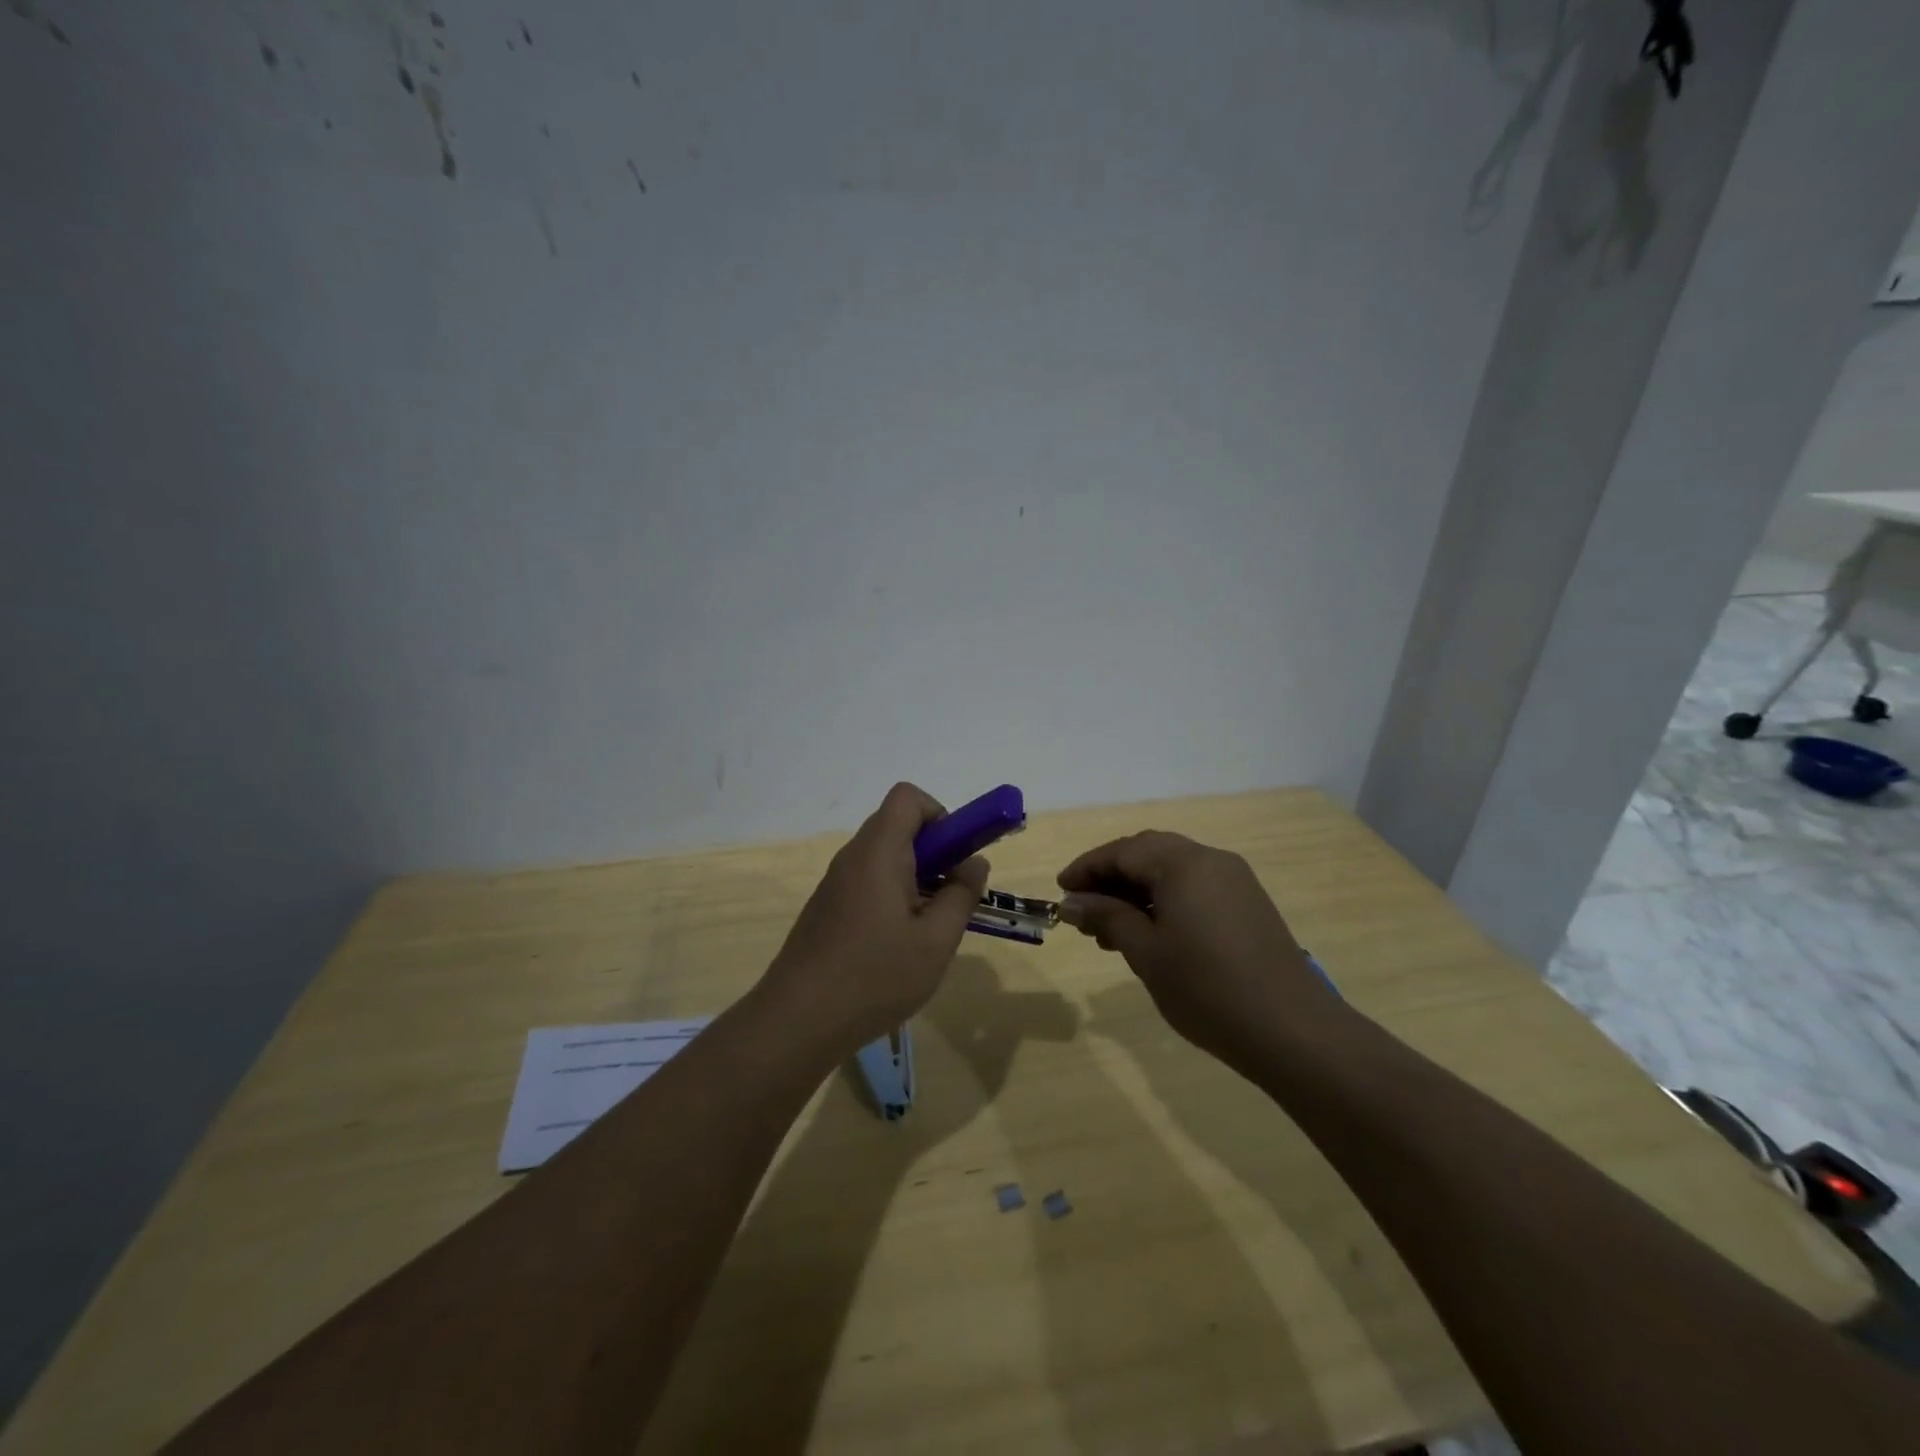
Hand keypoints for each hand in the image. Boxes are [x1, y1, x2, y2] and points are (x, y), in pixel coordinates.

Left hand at [762, 783, 988, 1053]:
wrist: (797, 1021)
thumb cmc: (874, 977)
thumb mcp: (935, 941)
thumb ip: (961, 895)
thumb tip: (974, 862)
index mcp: (878, 851)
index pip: (908, 797)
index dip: (940, 815)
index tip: (956, 857)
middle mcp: (853, 857)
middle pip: (897, 826)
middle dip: (934, 851)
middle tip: (950, 896)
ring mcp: (834, 883)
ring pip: (883, 857)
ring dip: (914, 877)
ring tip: (927, 928)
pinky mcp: (826, 908)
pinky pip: (867, 882)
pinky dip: (891, 896)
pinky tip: (897, 947)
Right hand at [1056, 831, 1336, 1072]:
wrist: (1291, 1029)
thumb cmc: (1207, 989)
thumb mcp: (1146, 952)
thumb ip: (1107, 917)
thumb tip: (1073, 902)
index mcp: (1183, 864)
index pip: (1123, 851)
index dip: (1087, 868)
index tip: (1061, 891)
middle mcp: (1211, 859)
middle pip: (1149, 852)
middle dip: (1112, 876)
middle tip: (1084, 908)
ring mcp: (1235, 880)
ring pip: (1173, 870)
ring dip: (1138, 889)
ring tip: (1110, 930)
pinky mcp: (1248, 903)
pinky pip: (1195, 886)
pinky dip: (1165, 899)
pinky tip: (1151, 932)